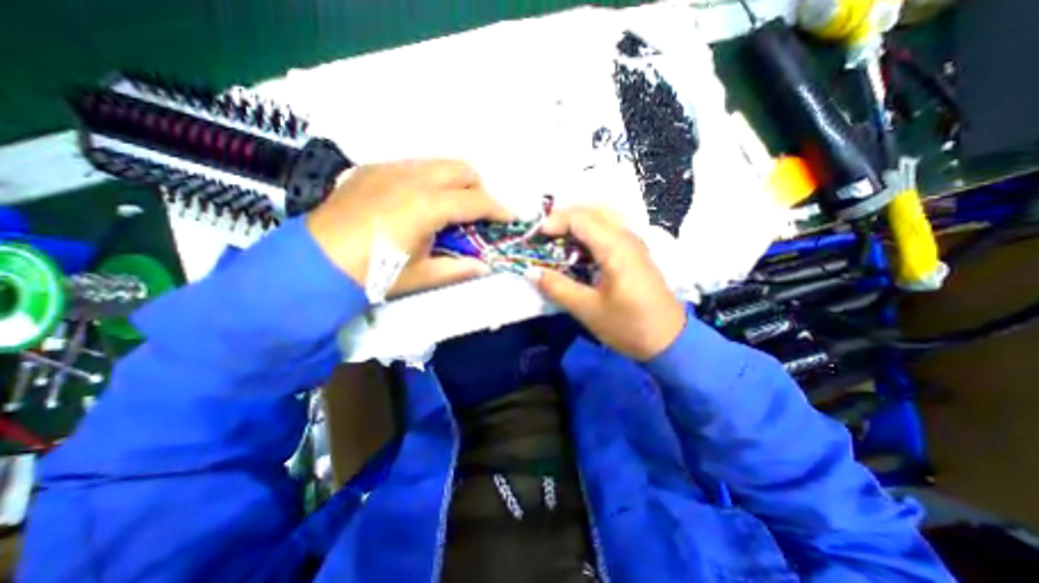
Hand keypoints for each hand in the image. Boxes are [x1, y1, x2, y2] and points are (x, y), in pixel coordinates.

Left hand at [311, 161, 517, 296]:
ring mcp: (390, 168)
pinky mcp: (372, 169)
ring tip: (449, 208)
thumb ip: (459, 269)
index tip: (512, 218)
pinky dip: (429, 179)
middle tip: (477, 214)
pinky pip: (413, 165)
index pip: (477, 200)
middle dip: (479, 189)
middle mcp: (413, 177)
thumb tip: (485, 267)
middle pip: (462, 168)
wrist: (315, 264)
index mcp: (428, 205)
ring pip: (438, 162)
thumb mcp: (422, 276)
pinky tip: (418, 202)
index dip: (500, 209)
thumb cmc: (374, 273)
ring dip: (454, 182)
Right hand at [528, 205, 688, 359]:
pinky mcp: (636, 252)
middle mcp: (627, 237)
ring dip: (578, 220)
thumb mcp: (588, 310)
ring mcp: (634, 243)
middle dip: (564, 216)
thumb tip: (531, 271)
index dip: (554, 221)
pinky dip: (590, 229)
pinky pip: (610, 228)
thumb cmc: (628, 326)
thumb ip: (557, 288)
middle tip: (543, 234)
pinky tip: (580, 246)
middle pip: (593, 210)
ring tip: (558, 236)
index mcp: (615, 248)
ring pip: (603, 215)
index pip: (581, 218)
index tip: (535, 236)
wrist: (669, 340)